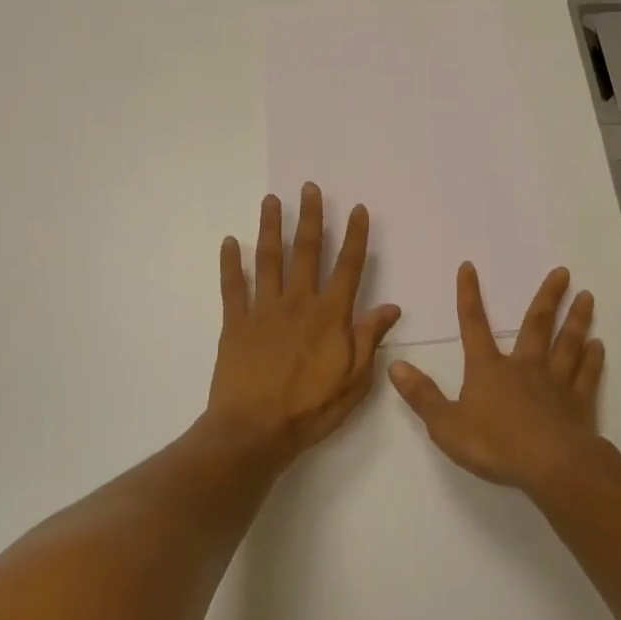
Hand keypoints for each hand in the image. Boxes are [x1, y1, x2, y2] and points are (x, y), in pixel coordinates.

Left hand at [206, 184, 402, 460]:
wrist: (254, 431)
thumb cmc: (310, 409)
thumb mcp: (354, 381)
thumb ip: (369, 339)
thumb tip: (390, 308)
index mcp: (330, 316)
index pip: (348, 267)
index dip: (355, 236)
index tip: (357, 209)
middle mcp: (298, 303)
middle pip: (306, 251)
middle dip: (310, 217)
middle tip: (309, 188)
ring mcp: (264, 310)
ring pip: (269, 260)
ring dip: (271, 227)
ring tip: (272, 200)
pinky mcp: (236, 324)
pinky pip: (232, 287)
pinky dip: (231, 263)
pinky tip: (230, 241)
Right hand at [389, 263, 605, 491]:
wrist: (550, 466)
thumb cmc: (495, 444)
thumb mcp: (446, 424)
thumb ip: (422, 395)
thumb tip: (395, 365)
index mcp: (489, 369)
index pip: (473, 325)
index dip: (468, 296)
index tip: (469, 267)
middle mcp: (524, 367)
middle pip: (536, 325)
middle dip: (547, 297)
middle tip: (563, 271)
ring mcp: (555, 383)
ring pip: (567, 344)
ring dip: (576, 320)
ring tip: (587, 296)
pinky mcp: (578, 403)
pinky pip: (586, 375)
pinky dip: (592, 359)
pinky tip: (598, 346)